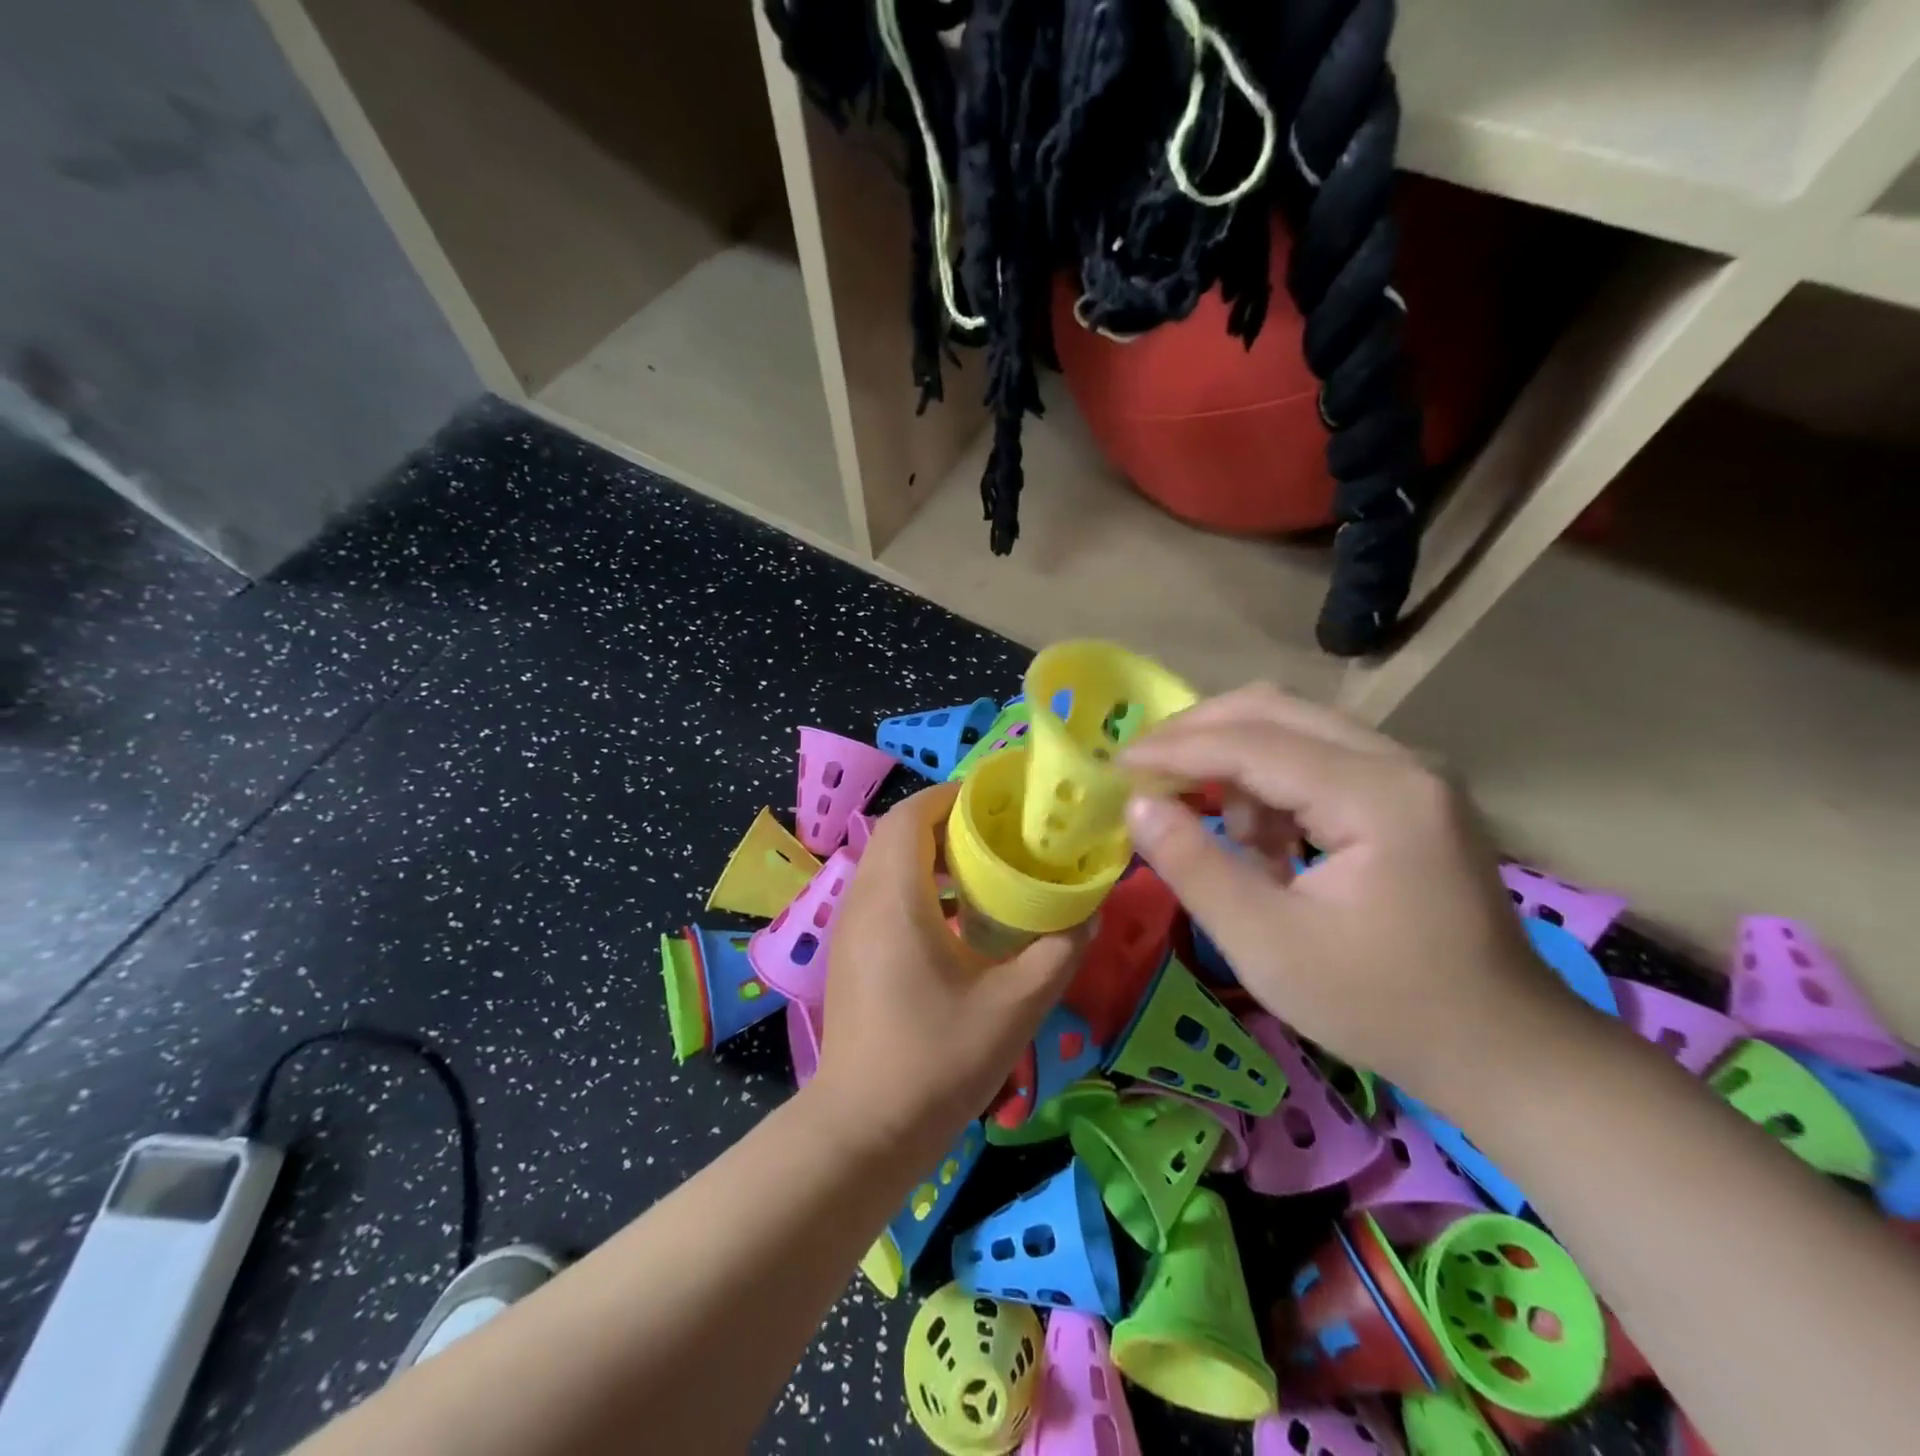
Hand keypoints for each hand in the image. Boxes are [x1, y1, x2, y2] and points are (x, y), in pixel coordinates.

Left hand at [813, 785, 1089, 1155]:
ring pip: (891, 864)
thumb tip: (1088, 914)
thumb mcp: (1013, 1007)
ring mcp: (851, 928)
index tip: (1001, 803)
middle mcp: (863, 900)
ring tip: (990, 871)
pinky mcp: (852, 952)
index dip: (954, 796)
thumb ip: (1057, 953)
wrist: (863, 1131)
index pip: (912, 814)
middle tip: (1006, 835)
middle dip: (951, 822)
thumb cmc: (935, 1062)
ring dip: (936, 856)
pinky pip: (885, 894)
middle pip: (901, 833)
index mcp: (894, 898)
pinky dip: (922, 886)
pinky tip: (962, 921)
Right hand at [1120, 685, 1578, 1105]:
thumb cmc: (1380, 1006)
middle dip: (1198, 735)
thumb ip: (1195, 866)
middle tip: (1144, 772)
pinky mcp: (1408, 791)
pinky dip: (1270, 785)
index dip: (1174, 749)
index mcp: (1378, 796)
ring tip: (1216, 830)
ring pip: (1294, 727)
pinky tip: (1265, 844)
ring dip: (1234, 762)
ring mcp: (1410, 772)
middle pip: (1274, 710)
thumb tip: (1136, 804)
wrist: (1501, 1048)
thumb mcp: (1267, 946)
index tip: (1115, 767)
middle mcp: (1400, 761)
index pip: (1252, 743)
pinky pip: (1318, 758)